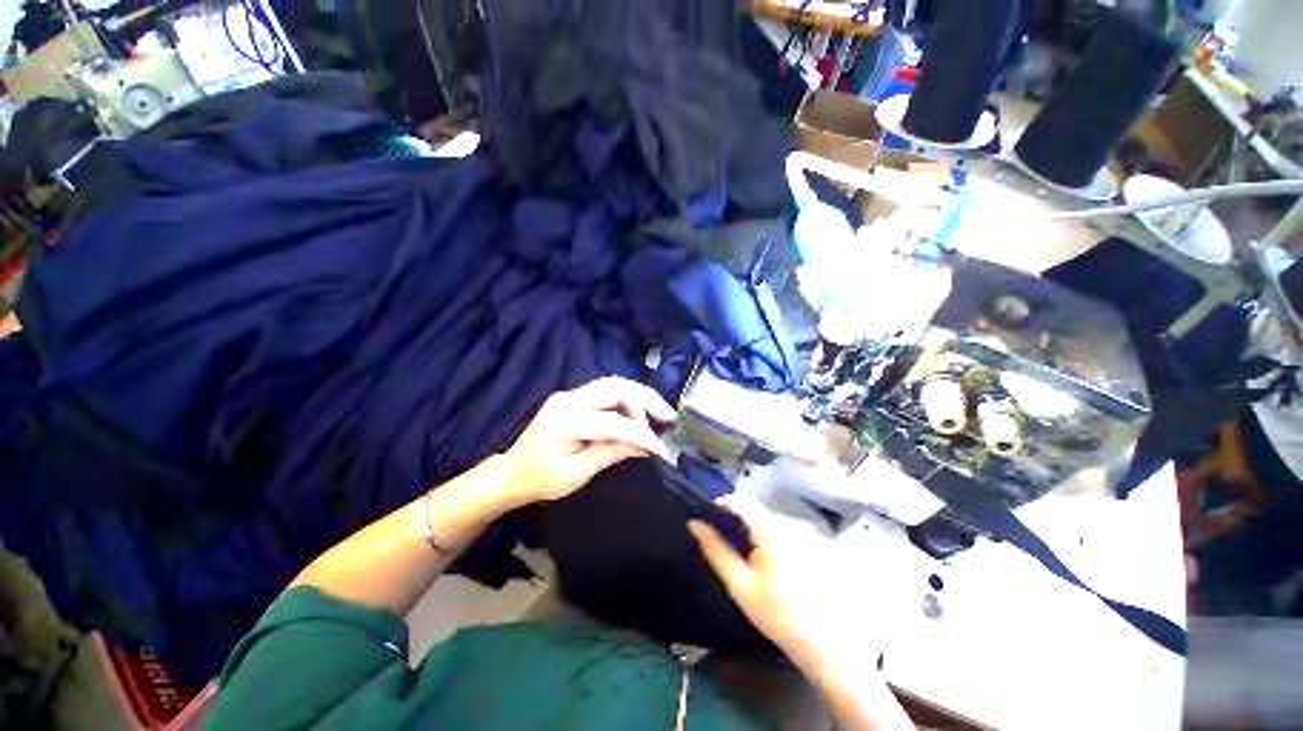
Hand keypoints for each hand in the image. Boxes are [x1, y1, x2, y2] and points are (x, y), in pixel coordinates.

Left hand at [497, 376, 674, 505]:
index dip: (642, 433)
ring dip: (639, 398)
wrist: (512, 473)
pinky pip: (607, 393)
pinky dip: (626, 402)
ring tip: (658, 415)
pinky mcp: (574, 398)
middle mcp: (570, 398)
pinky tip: (638, 415)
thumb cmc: (541, 479)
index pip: (615, 422)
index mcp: (568, 419)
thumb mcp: (578, 473)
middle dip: (646, 399)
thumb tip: (647, 447)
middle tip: (668, 416)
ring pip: (614, 385)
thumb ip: (613, 453)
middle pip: (617, 387)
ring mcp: (571, 395)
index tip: (662, 448)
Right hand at [689, 495, 878, 678]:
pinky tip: (784, 571)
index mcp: (772, 529)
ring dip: (763, 534)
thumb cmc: (781, 617)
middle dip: (743, 525)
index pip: (741, 500)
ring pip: (777, 523)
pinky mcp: (824, 543)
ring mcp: (812, 532)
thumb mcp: (741, 586)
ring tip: (759, 565)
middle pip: (759, 513)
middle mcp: (794, 522)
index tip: (709, 519)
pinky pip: (794, 533)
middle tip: (734, 550)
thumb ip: (716, 551)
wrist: (833, 647)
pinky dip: (782, 543)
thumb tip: (695, 523)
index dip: (722, 504)